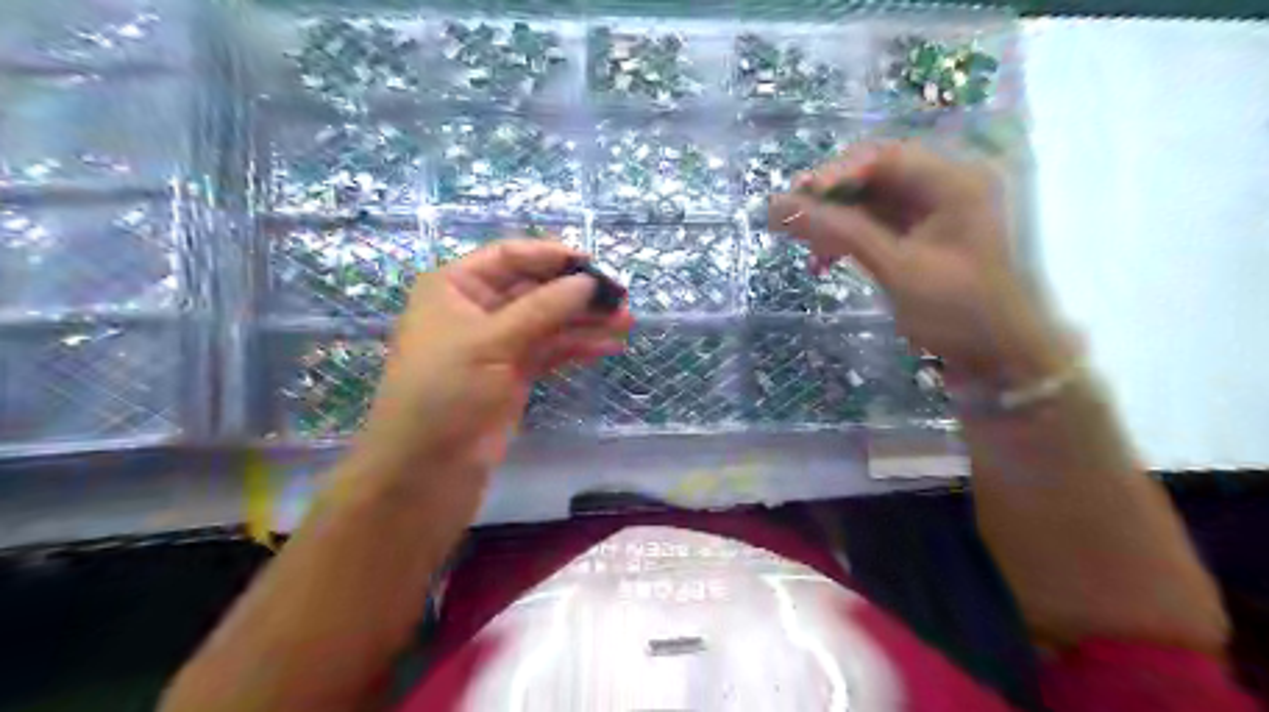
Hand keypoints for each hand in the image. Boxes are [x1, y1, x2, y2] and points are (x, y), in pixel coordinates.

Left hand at [342, 235, 628, 518]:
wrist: (428, 466)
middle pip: (535, 289)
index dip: (551, 256)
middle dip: (576, 293)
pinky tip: (608, 346)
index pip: (509, 257)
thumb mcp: (491, 341)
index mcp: (456, 287)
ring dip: (585, 322)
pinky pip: (552, 350)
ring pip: (549, 321)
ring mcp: (499, 343)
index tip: (593, 264)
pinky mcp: (515, 373)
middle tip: (620, 298)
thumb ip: (543, 308)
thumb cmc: (445, 390)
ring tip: (625, 322)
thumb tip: (588, 282)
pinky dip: (578, 347)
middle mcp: (478, 308)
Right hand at [767, 138, 1061, 383]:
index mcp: (953, 181)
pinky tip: (824, 261)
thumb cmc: (955, 309)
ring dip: (835, 223)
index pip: (882, 158)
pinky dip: (849, 240)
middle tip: (791, 222)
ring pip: (871, 202)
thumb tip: (778, 206)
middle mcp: (946, 186)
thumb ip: (838, 230)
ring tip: (806, 250)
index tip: (793, 201)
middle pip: (875, 176)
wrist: (1000, 358)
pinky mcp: (923, 237)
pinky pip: (877, 225)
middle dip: (830, 200)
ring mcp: (936, 213)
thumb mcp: (895, 266)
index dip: (833, 174)